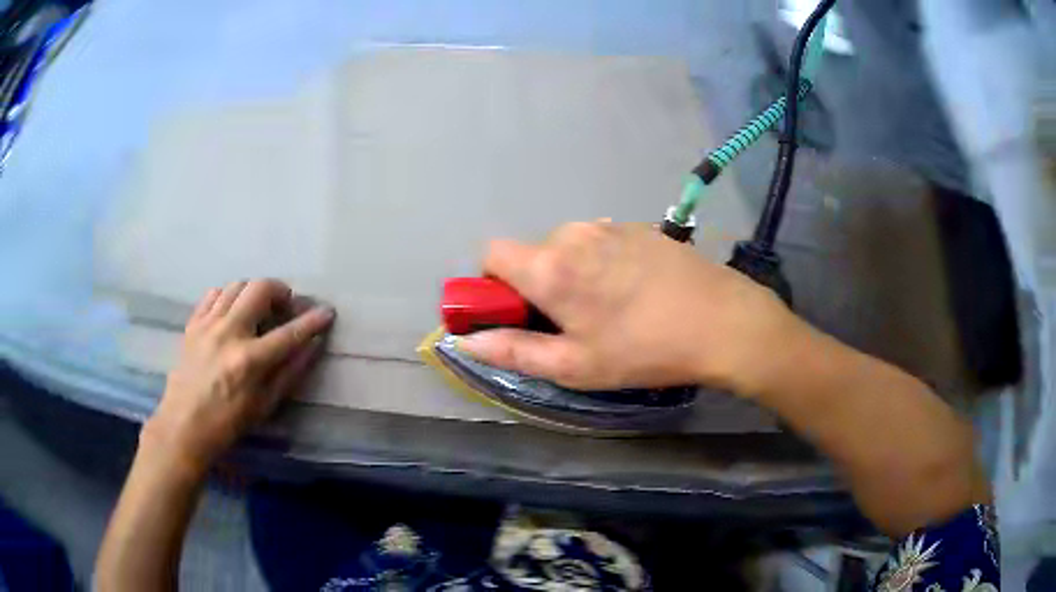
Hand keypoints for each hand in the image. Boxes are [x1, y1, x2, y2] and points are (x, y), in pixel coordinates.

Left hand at [142, 279, 334, 472]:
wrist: (184, 425)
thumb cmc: (228, 423)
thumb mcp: (265, 405)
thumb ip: (290, 372)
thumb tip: (312, 345)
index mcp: (249, 360)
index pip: (289, 333)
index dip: (312, 320)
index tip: (328, 311)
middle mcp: (228, 333)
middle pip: (259, 289)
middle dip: (280, 290)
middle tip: (285, 306)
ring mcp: (207, 325)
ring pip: (236, 285)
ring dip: (254, 292)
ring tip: (258, 310)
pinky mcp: (192, 323)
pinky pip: (213, 294)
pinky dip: (228, 296)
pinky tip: (232, 312)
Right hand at [457, 222, 804, 393]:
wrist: (722, 321)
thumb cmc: (643, 350)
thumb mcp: (573, 365)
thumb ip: (513, 351)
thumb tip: (466, 342)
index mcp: (549, 266)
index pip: (491, 254)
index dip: (494, 284)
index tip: (517, 312)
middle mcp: (573, 234)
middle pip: (533, 253)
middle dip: (538, 284)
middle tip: (573, 322)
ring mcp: (610, 226)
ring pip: (568, 247)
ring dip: (573, 273)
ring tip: (610, 308)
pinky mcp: (639, 227)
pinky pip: (601, 242)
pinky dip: (602, 263)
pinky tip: (636, 290)